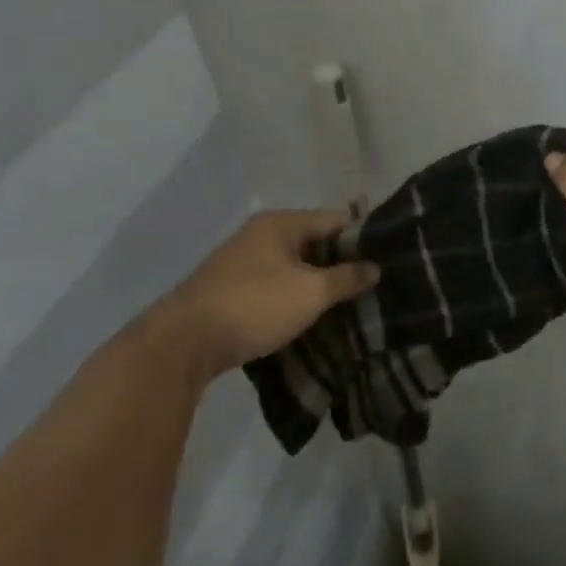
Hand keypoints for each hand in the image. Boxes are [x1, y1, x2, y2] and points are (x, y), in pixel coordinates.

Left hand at [159, 210, 378, 375]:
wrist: (179, 346)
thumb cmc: (253, 306)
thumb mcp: (310, 293)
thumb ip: (346, 278)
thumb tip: (375, 268)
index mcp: (280, 223)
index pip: (335, 219)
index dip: (362, 238)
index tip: (385, 259)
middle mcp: (260, 234)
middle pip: (314, 241)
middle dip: (340, 263)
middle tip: (369, 286)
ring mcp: (241, 262)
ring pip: (293, 266)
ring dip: (315, 283)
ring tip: (345, 304)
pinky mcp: (229, 290)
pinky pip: (274, 285)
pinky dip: (292, 296)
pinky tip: (308, 316)